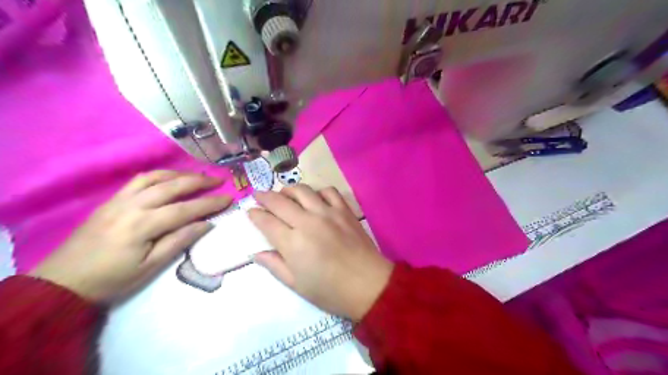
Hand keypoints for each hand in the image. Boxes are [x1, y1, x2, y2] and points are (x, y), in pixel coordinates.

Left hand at [29, 171, 232, 302]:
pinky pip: (138, 180)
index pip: (185, 209)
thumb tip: (206, 224)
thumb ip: (179, 241)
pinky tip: (169, 179)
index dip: (210, 203)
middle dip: (199, 181)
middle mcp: (132, 206)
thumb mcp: (151, 267)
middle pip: (171, 186)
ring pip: (154, 178)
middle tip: (218, 180)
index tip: (229, 198)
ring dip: (179, 174)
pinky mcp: (110, 201)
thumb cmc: (112, 280)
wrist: (62, 283)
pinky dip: (159, 176)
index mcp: (142, 225)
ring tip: (197, 176)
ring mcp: (119, 200)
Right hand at [246, 185, 391, 319]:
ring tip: (284, 194)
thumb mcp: (297, 284)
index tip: (250, 211)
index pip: (267, 221)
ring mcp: (328, 213)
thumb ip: (275, 265)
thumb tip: (256, 253)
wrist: (368, 285)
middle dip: (265, 196)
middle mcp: (307, 222)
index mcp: (292, 243)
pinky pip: (329, 191)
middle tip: (259, 195)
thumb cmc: (330, 291)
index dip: (255, 214)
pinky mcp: (344, 210)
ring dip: (289, 190)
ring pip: (303, 190)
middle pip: (280, 201)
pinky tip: (315, 198)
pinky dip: (318, 191)